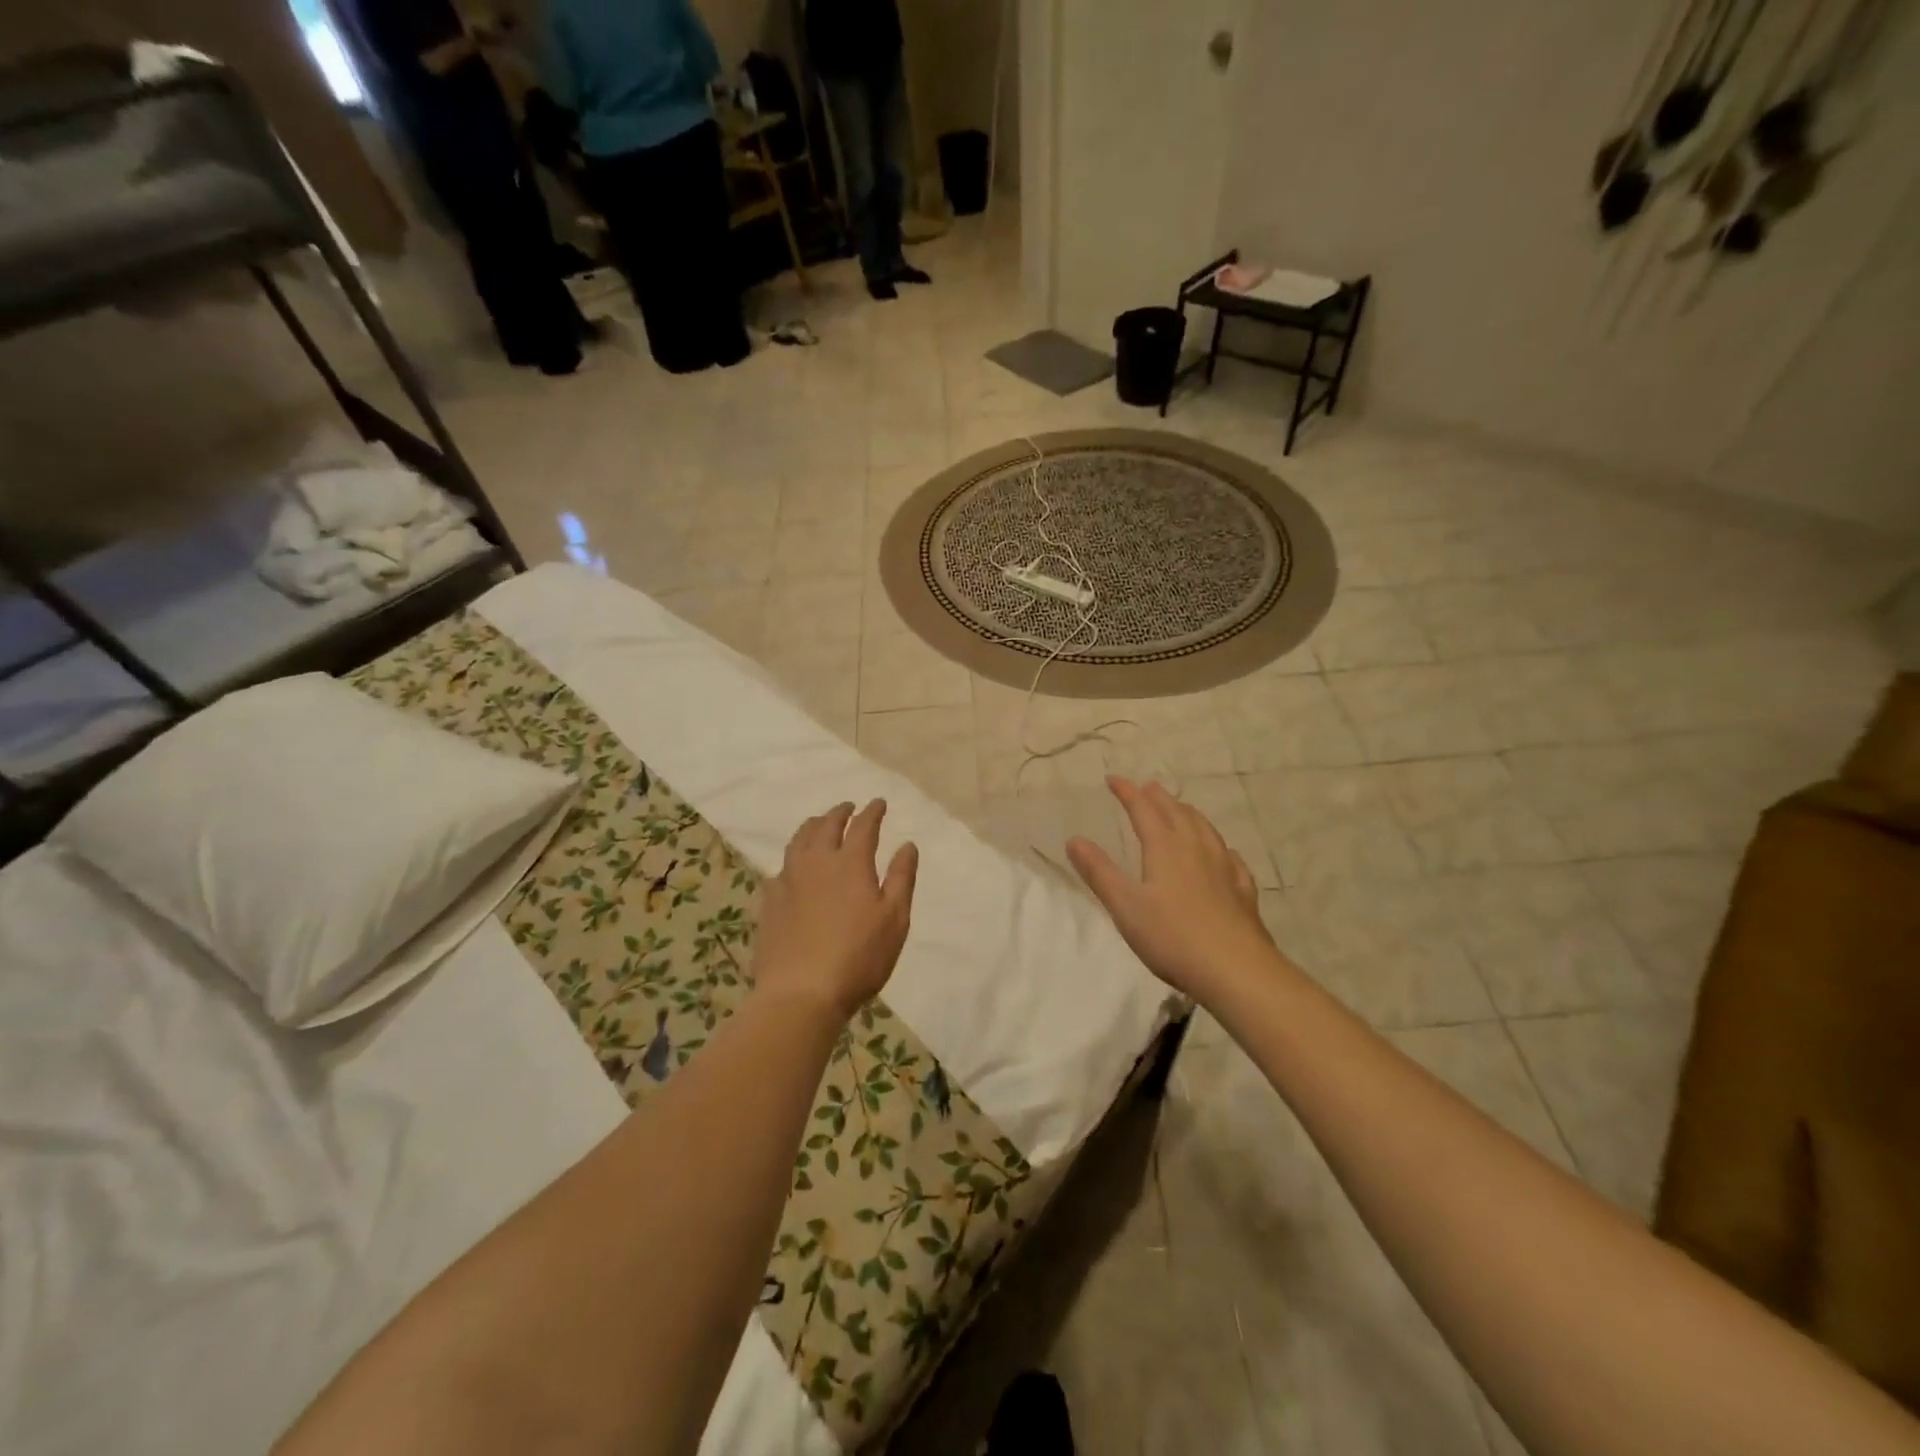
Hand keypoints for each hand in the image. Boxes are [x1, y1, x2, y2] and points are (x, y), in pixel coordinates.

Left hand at [754, 800, 918, 1019]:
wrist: (801, 992)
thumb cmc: (858, 957)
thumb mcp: (894, 919)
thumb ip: (901, 878)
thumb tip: (907, 845)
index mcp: (851, 863)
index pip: (863, 826)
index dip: (873, 812)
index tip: (879, 803)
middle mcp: (817, 862)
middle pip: (826, 826)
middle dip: (840, 812)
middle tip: (848, 808)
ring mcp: (788, 880)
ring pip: (799, 840)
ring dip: (813, 826)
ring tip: (819, 823)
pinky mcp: (770, 901)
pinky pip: (782, 866)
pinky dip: (793, 856)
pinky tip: (794, 865)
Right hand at [1067, 777, 1277, 1002]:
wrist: (1236, 970)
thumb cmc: (1173, 937)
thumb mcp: (1125, 906)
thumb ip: (1100, 872)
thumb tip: (1074, 840)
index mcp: (1165, 848)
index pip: (1143, 810)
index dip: (1128, 792)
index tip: (1113, 779)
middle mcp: (1196, 849)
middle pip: (1176, 813)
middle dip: (1158, 798)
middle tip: (1147, 787)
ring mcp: (1224, 868)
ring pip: (1205, 829)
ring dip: (1188, 814)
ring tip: (1180, 809)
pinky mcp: (1243, 891)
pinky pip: (1231, 858)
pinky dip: (1219, 846)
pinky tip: (1223, 853)